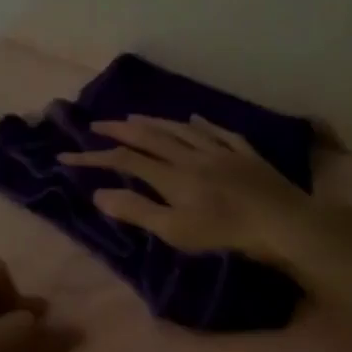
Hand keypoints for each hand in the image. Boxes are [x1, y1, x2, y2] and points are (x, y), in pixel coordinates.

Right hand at [58, 115, 313, 262]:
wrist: (283, 222)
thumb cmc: (226, 234)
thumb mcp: (176, 231)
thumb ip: (137, 211)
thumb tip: (99, 194)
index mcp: (172, 176)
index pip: (125, 161)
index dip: (95, 158)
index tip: (67, 156)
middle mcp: (192, 155)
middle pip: (151, 138)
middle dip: (121, 130)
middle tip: (98, 124)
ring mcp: (221, 151)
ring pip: (182, 130)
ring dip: (155, 122)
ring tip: (136, 117)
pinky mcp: (246, 154)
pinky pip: (220, 132)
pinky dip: (202, 125)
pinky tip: (195, 119)